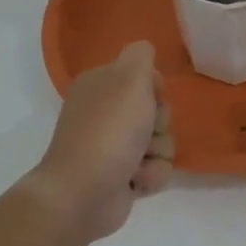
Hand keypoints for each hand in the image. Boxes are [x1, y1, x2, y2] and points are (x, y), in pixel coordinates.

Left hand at [31, 41, 174, 241]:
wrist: (82, 194)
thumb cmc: (108, 132)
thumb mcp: (130, 80)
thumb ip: (141, 57)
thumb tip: (144, 50)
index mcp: (101, 85)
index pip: (146, 76)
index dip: (156, 89)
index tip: (152, 98)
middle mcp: (106, 112)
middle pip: (159, 110)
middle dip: (160, 124)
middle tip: (144, 132)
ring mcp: (114, 146)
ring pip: (163, 141)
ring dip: (157, 153)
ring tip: (137, 163)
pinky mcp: (123, 176)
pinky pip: (157, 168)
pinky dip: (151, 175)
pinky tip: (135, 181)